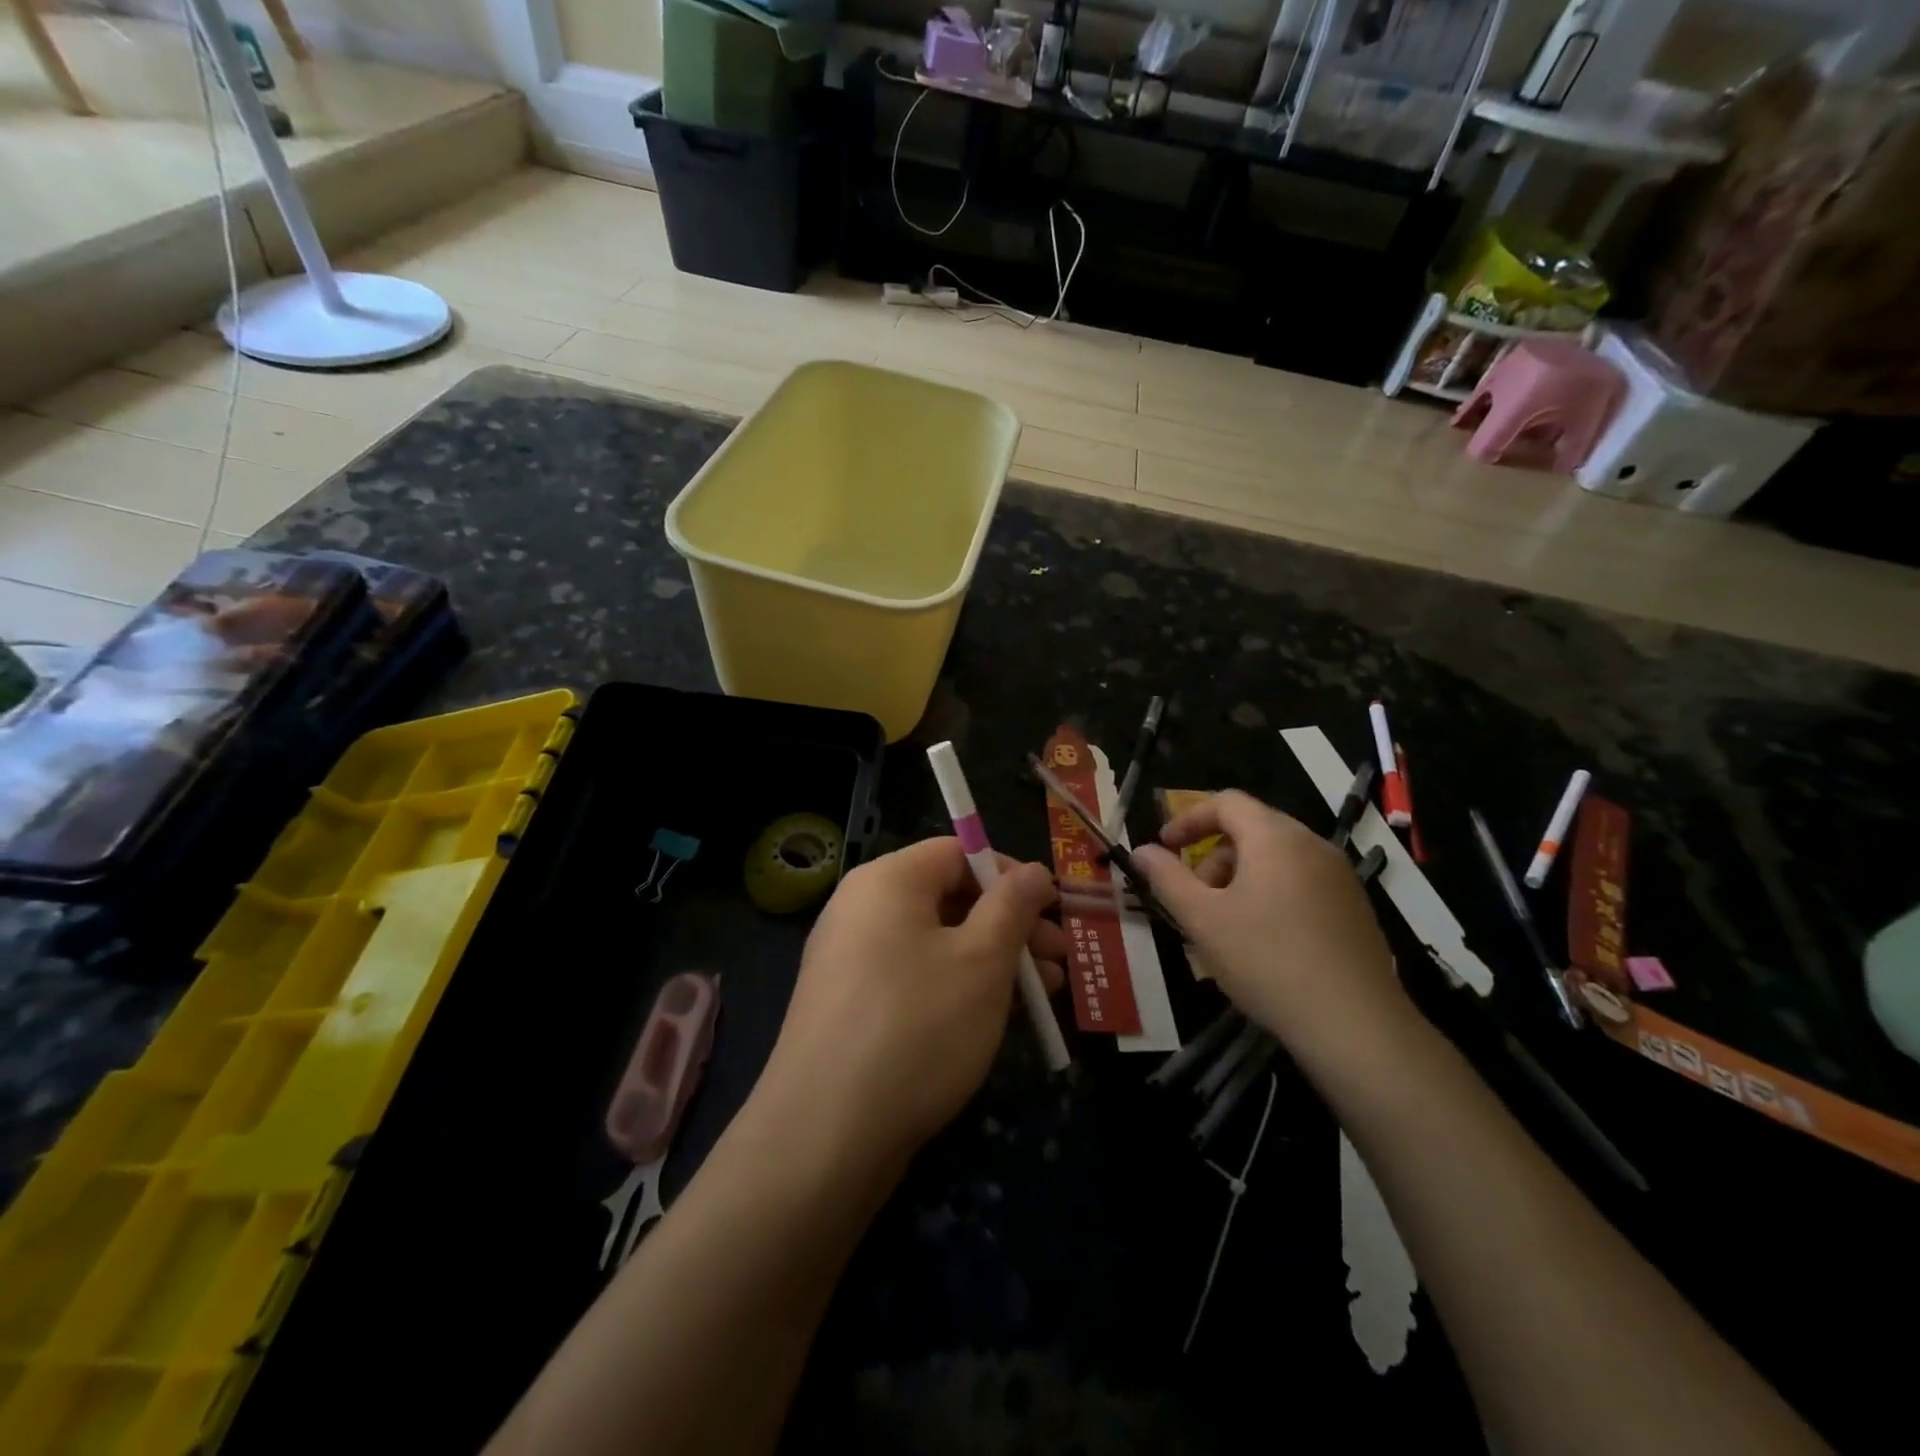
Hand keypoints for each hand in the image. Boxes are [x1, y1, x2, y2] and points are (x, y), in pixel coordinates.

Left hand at [752, 839, 1066, 1172]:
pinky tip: (995, 1017)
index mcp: (887, 881)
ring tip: (1044, 994)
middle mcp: (861, 908)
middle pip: (948, 896)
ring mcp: (849, 958)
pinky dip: (956, 985)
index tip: (1053, 909)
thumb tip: (1034, 870)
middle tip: (1059, 958)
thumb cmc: (917, 1027)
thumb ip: (1013, 906)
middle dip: (1010, 924)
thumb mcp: (982, 961)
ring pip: (935, 941)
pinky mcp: (849, 1005)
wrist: (825, 1135)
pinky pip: (913, 975)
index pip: (957, 852)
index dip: (1010, 874)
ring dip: (992, 959)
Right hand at [1131, 791, 1409, 1054]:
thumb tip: (1141, 851)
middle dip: (1213, 855)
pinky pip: (1300, 881)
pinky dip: (1270, 894)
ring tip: (1225, 925)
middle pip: (1251, 828)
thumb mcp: (1202, 919)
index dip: (1188, 819)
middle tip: (1194, 897)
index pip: (1226, 802)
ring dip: (1240, 877)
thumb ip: (1166, 878)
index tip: (1165, 849)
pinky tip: (1262, 941)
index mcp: (1274, 837)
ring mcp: (1339, 875)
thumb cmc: (1266, 961)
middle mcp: (1312, 844)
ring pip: (1276, 857)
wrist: (1355, 1024)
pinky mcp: (1354, 907)